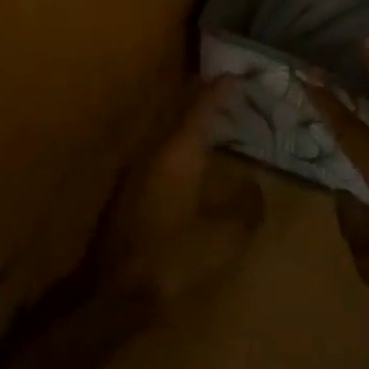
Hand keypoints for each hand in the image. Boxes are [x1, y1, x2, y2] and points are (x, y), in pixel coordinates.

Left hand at [94, 76, 264, 302]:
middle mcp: (154, 150)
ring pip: (165, 129)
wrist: (113, 292)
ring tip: (209, 119)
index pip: (201, 107)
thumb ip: (245, 210)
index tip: (235, 76)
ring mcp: (136, 169)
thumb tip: (255, 188)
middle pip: (178, 110)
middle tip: (223, 90)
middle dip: (200, 96)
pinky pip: (158, 149)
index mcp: (179, 153)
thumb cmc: (172, 258)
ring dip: (186, 119)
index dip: (219, 90)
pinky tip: (187, 159)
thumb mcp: (222, 239)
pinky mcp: (128, 190)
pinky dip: (176, 142)